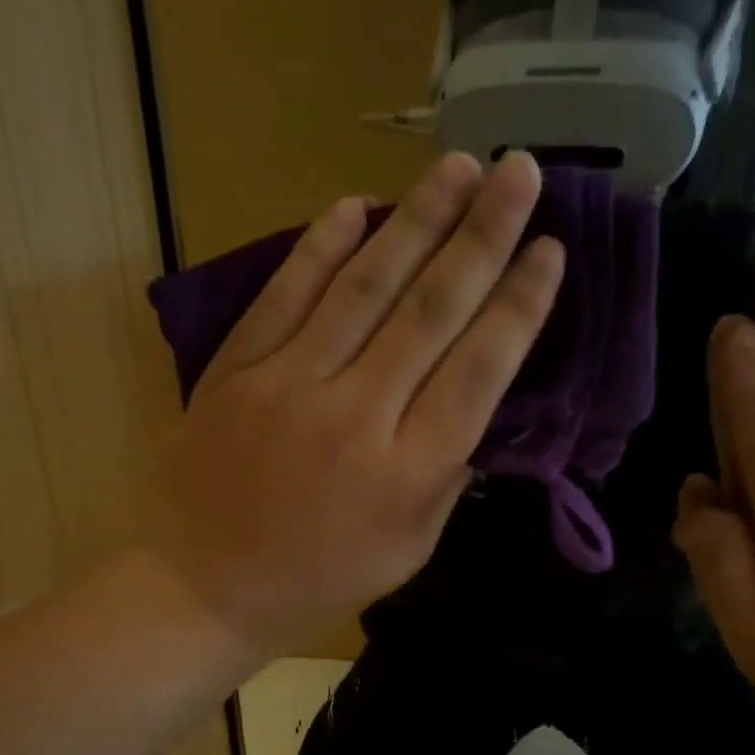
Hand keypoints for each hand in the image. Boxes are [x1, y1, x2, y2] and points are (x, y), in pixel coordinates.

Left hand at [152, 151, 564, 653]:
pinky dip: (321, 247)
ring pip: (364, 287)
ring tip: (459, 167)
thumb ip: (446, 477)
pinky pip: (286, 294)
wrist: (204, 586)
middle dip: (484, 236)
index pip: (479, 369)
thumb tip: (475, 402)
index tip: (550, 249)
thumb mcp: (407, 551)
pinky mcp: (237, 370)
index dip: (519, 305)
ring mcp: (289, 384)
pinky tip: (355, 205)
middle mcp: (358, 415)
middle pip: (431, 310)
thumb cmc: (317, 581)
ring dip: (416, 221)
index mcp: (408, 471)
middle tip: (523, 171)